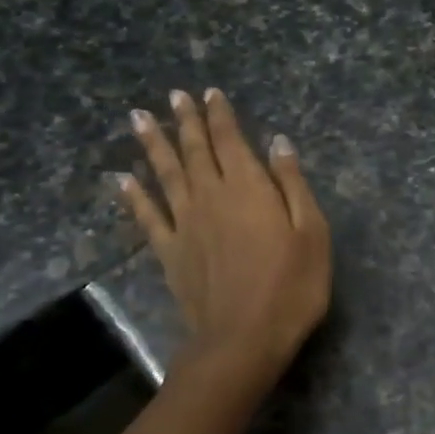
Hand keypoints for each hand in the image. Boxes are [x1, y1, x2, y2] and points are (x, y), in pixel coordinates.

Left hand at [117, 89, 331, 387]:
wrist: (244, 339)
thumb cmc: (291, 286)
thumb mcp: (312, 232)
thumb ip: (292, 185)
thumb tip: (278, 143)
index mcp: (249, 189)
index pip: (232, 141)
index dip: (221, 116)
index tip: (211, 93)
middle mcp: (212, 197)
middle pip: (196, 151)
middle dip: (186, 121)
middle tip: (174, 95)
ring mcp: (186, 224)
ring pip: (166, 175)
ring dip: (153, 145)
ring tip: (138, 118)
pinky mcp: (170, 252)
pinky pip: (148, 217)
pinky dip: (134, 196)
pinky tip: (122, 179)